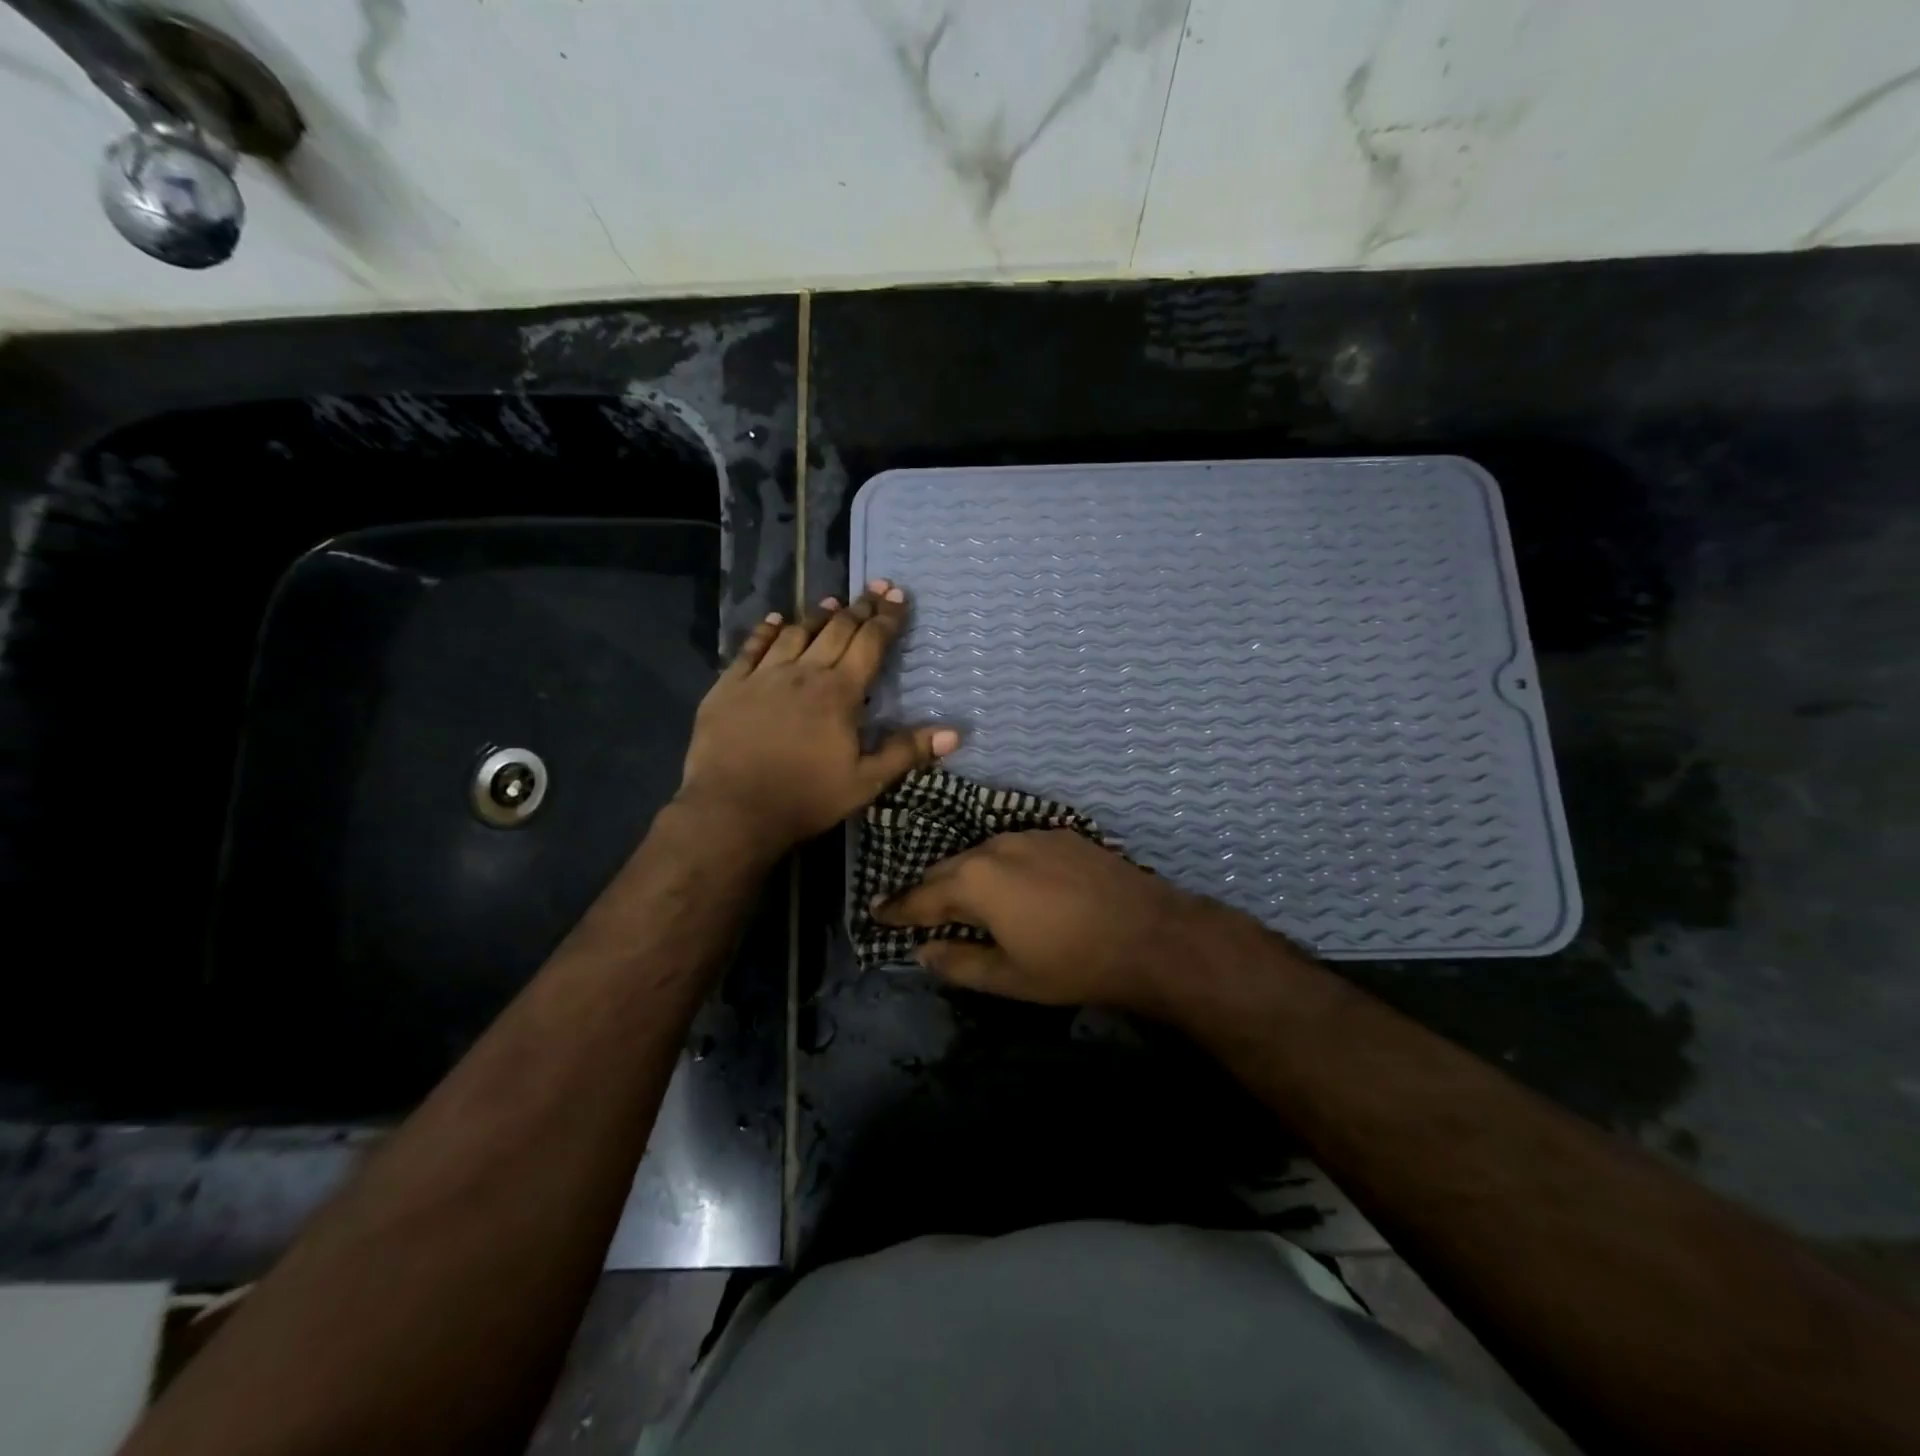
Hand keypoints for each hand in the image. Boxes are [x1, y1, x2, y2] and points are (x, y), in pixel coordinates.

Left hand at [678, 580, 957, 856]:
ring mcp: (763, 675)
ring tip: (833, 602)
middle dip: (859, 607)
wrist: (732, 810)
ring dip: (818, 615)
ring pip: (795, 632)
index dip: (887, 618)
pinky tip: (773, 620)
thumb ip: (906, 752)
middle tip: (874, 589)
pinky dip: (765, 630)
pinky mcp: (730, 685)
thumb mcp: (865, 782)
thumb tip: (955, 733)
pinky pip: (751, 647)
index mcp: (839, 692)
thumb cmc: (805, 798)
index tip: (898, 595)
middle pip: (836, 630)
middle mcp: (804, 673)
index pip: (870, 643)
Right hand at [871, 829, 1215, 1015]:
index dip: (897, 907)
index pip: (922, 896)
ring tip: (964, 899)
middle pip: (950, 868)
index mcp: (976, 881)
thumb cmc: (1073, 964)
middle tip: (917, 910)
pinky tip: (1013, 884)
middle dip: (930, 890)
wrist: (1150, 934)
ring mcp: (1031, 835)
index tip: (875, 910)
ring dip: (967, 875)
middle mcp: (996, 847)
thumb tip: (923, 951)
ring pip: (983, 853)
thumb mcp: (1009, 977)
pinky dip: (1001, 865)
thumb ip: (959, 962)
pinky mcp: (1061, 834)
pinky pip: (1015, 847)